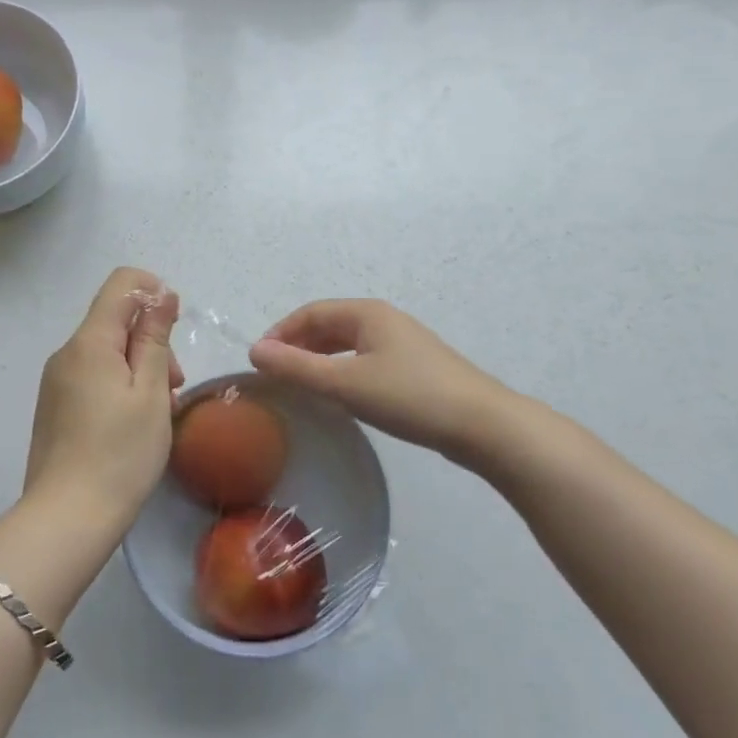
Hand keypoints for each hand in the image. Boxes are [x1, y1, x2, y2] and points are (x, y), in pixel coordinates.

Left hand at [23, 267, 182, 520]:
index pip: (121, 284)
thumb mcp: (151, 391)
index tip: (174, 328)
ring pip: (105, 351)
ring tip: (157, 411)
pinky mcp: (54, 406)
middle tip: (172, 385)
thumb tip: (161, 293)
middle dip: (150, 340)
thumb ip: (155, 338)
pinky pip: (92, 376)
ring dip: (138, 367)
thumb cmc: (121, 453)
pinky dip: (118, 386)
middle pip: (114, 320)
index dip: (153, 291)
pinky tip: (132, 423)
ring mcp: (56, 381)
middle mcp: (66, 353)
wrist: (68, 516)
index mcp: (89, 342)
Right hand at [248, 299, 511, 464]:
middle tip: (276, 374)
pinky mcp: (415, 368)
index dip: (280, 332)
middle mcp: (384, 320)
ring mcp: (403, 343)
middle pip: (329, 325)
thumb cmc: (408, 397)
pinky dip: (342, 370)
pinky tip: (341, 393)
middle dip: (298, 345)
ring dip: (319, 359)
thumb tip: (255, 350)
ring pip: (348, 344)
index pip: (310, 313)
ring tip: (301, 384)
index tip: (259, 360)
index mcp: (366, 313)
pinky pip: (365, 359)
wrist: (482, 425)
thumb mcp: (344, 384)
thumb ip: (296, 367)